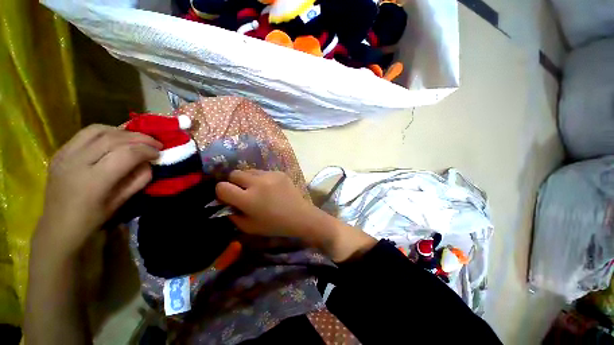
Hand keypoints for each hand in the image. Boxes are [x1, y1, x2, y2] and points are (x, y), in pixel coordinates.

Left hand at [34, 124, 161, 256]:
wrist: (57, 226)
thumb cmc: (92, 219)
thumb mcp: (122, 202)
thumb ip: (139, 179)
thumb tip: (148, 162)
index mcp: (93, 181)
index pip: (126, 154)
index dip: (147, 150)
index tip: (159, 153)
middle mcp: (76, 162)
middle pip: (113, 138)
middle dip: (139, 138)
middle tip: (154, 142)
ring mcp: (65, 154)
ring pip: (98, 130)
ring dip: (122, 132)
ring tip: (136, 138)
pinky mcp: (60, 151)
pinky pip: (85, 133)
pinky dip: (105, 132)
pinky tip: (115, 139)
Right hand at [215, 170, 319, 237]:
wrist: (299, 216)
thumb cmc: (274, 225)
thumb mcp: (249, 227)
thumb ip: (233, 215)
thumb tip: (225, 203)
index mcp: (248, 199)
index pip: (222, 187)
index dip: (221, 192)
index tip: (228, 197)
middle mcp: (257, 183)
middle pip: (234, 173)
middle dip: (233, 182)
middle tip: (242, 191)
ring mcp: (269, 175)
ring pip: (249, 170)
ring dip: (248, 179)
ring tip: (257, 189)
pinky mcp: (279, 172)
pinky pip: (263, 172)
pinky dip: (261, 179)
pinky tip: (270, 188)